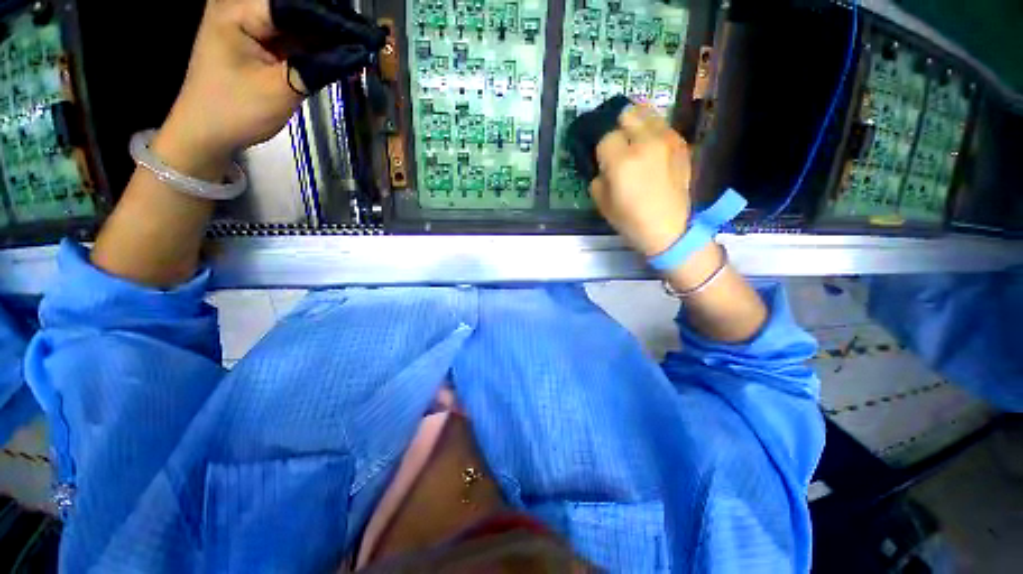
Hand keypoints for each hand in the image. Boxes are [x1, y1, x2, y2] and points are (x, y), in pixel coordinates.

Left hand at [152, 0, 383, 179]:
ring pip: (297, 21)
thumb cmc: (236, 111)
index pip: (294, 6)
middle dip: (332, 23)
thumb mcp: (281, 89)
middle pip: (296, 9)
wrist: (207, 132)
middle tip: (366, 39)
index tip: (366, 35)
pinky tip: (339, 53)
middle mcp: (241, 7)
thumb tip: (357, 54)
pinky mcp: (257, 38)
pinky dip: (315, 45)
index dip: (333, 19)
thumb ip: (318, 68)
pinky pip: (293, 35)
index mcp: (236, 11)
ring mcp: (249, 22)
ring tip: (359, 46)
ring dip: (327, 35)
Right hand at [590, 104, 692, 257]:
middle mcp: (645, 143)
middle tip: (617, 144)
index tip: (602, 160)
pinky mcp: (681, 144)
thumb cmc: (630, 220)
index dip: (601, 148)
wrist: (668, 229)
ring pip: (647, 113)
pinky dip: (653, 131)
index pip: (605, 137)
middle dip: (618, 127)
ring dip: (636, 123)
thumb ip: (598, 176)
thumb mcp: (602, 202)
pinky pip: (663, 126)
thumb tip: (602, 164)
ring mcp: (667, 140)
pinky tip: (651, 148)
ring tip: (634, 140)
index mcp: (622, 161)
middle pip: (627, 114)